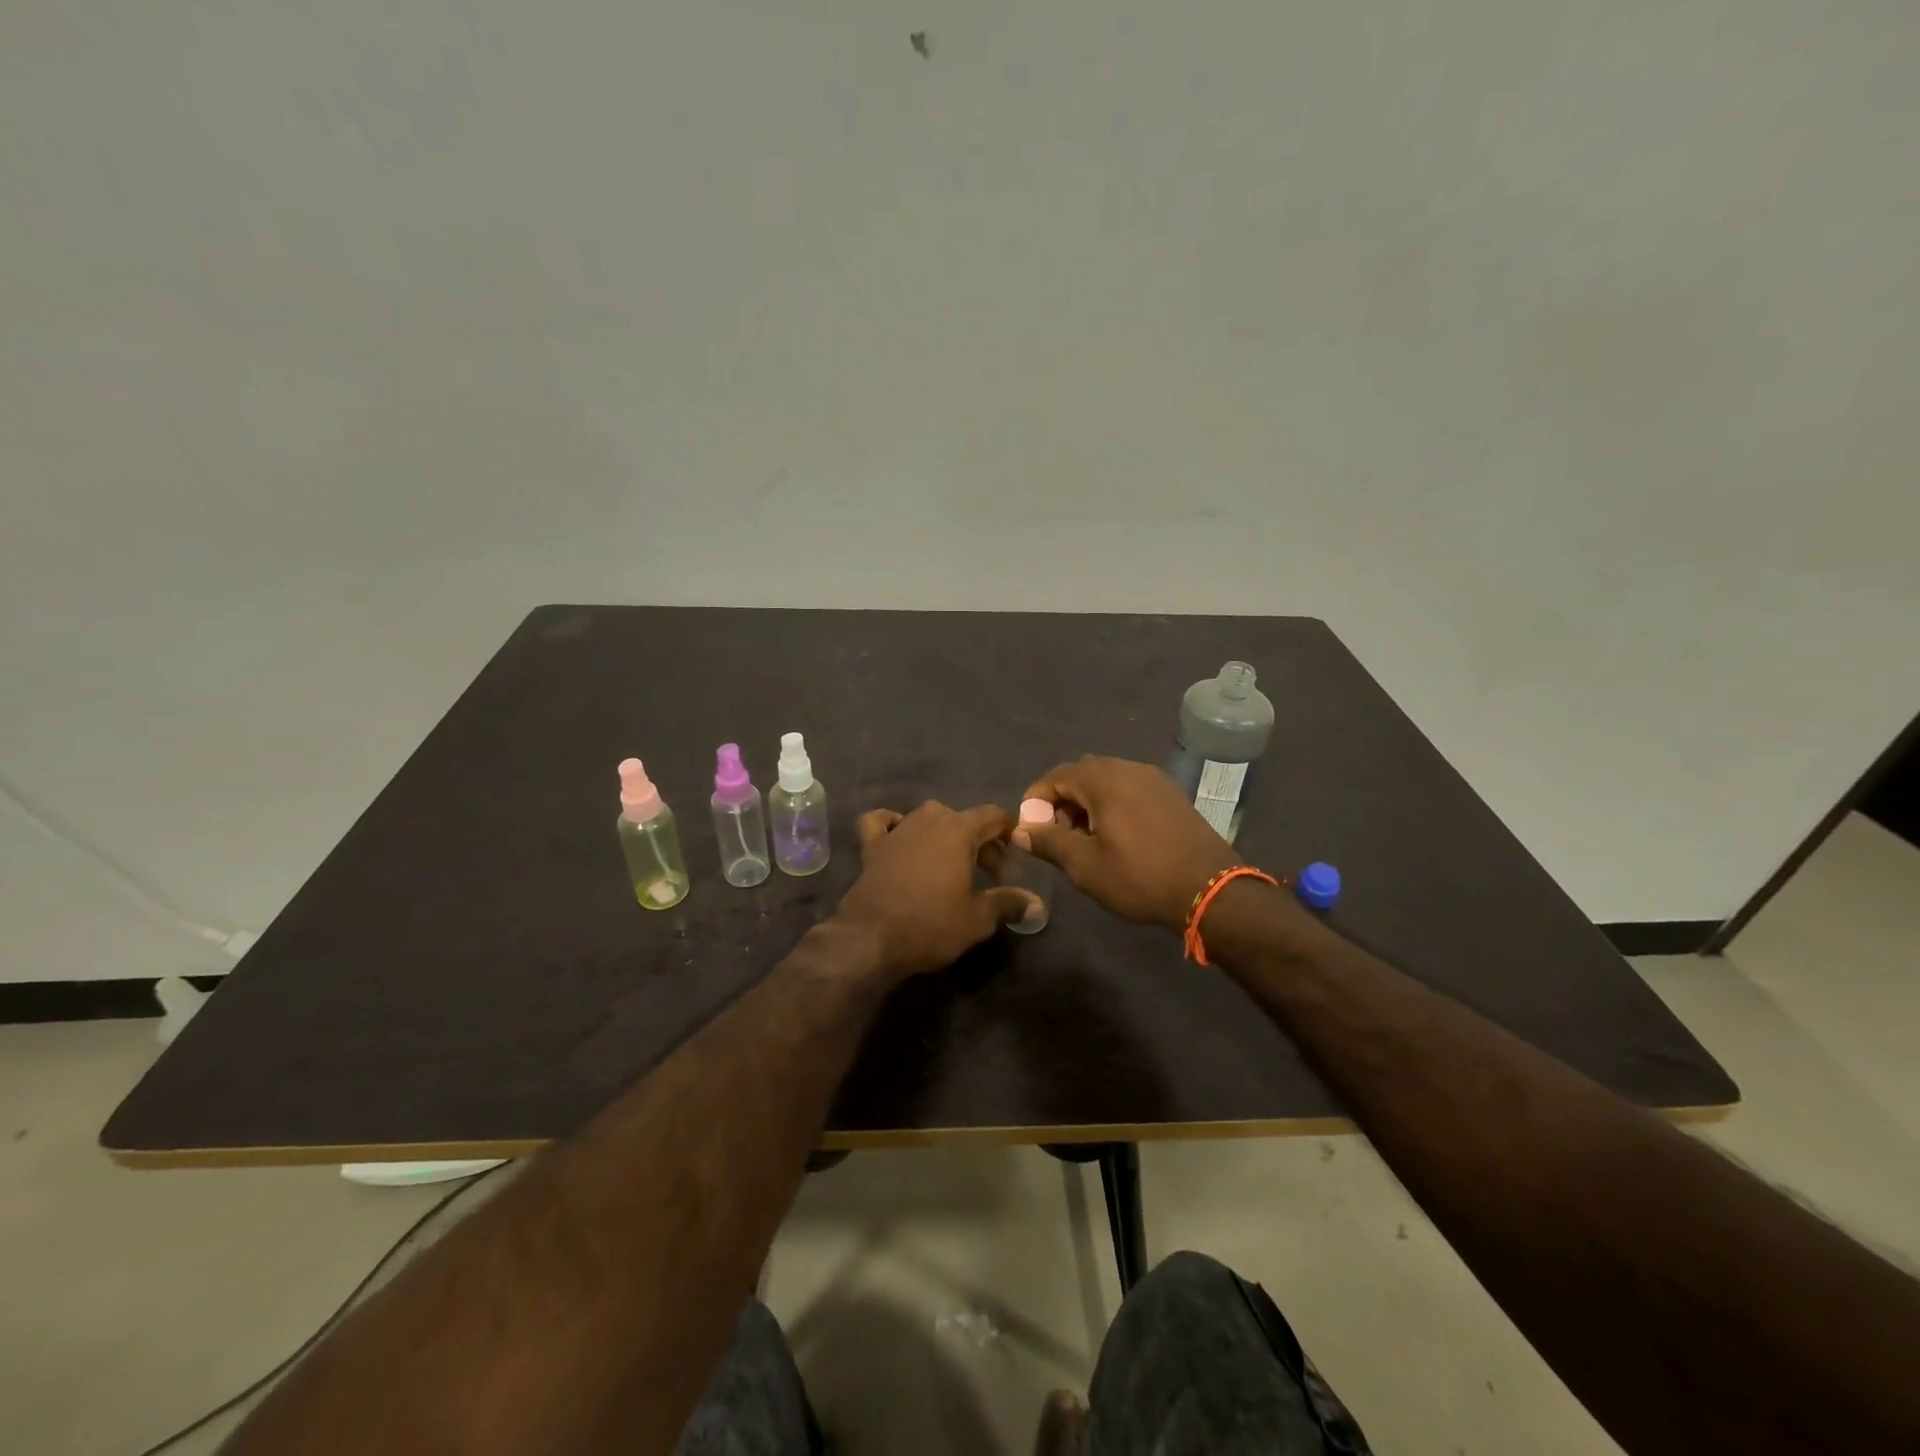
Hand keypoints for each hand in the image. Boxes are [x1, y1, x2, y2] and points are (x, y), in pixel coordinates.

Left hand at [834, 802, 1038, 978]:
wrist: (871, 939)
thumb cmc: (931, 925)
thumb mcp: (978, 919)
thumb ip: (1008, 904)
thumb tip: (1038, 905)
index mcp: (958, 830)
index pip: (993, 816)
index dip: (1008, 833)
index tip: (1016, 857)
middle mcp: (928, 820)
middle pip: (963, 819)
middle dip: (980, 842)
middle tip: (988, 876)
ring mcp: (897, 830)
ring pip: (927, 817)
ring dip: (944, 834)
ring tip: (952, 863)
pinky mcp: (872, 846)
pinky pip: (881, 822)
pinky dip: (892, 824)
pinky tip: (899, 837)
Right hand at [1014, 756, 1239, 929]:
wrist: (1211, 889)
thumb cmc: (1140, 877)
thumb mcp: (1085, 865)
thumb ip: (1048, 842)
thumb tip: (1019, 831)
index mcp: (1103, 779)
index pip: (1056, 776)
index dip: (1036, 800)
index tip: (1030, 830)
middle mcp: (1128, 768)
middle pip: (1081, 774)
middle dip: (1061, 801)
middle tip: (1056, 836)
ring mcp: (1153, 779)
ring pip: (1107, 781)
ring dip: (1087, 803)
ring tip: (1084, 840)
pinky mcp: (1171, 794)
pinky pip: (1129, 789)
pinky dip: (1112, 804)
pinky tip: (1116, 837)